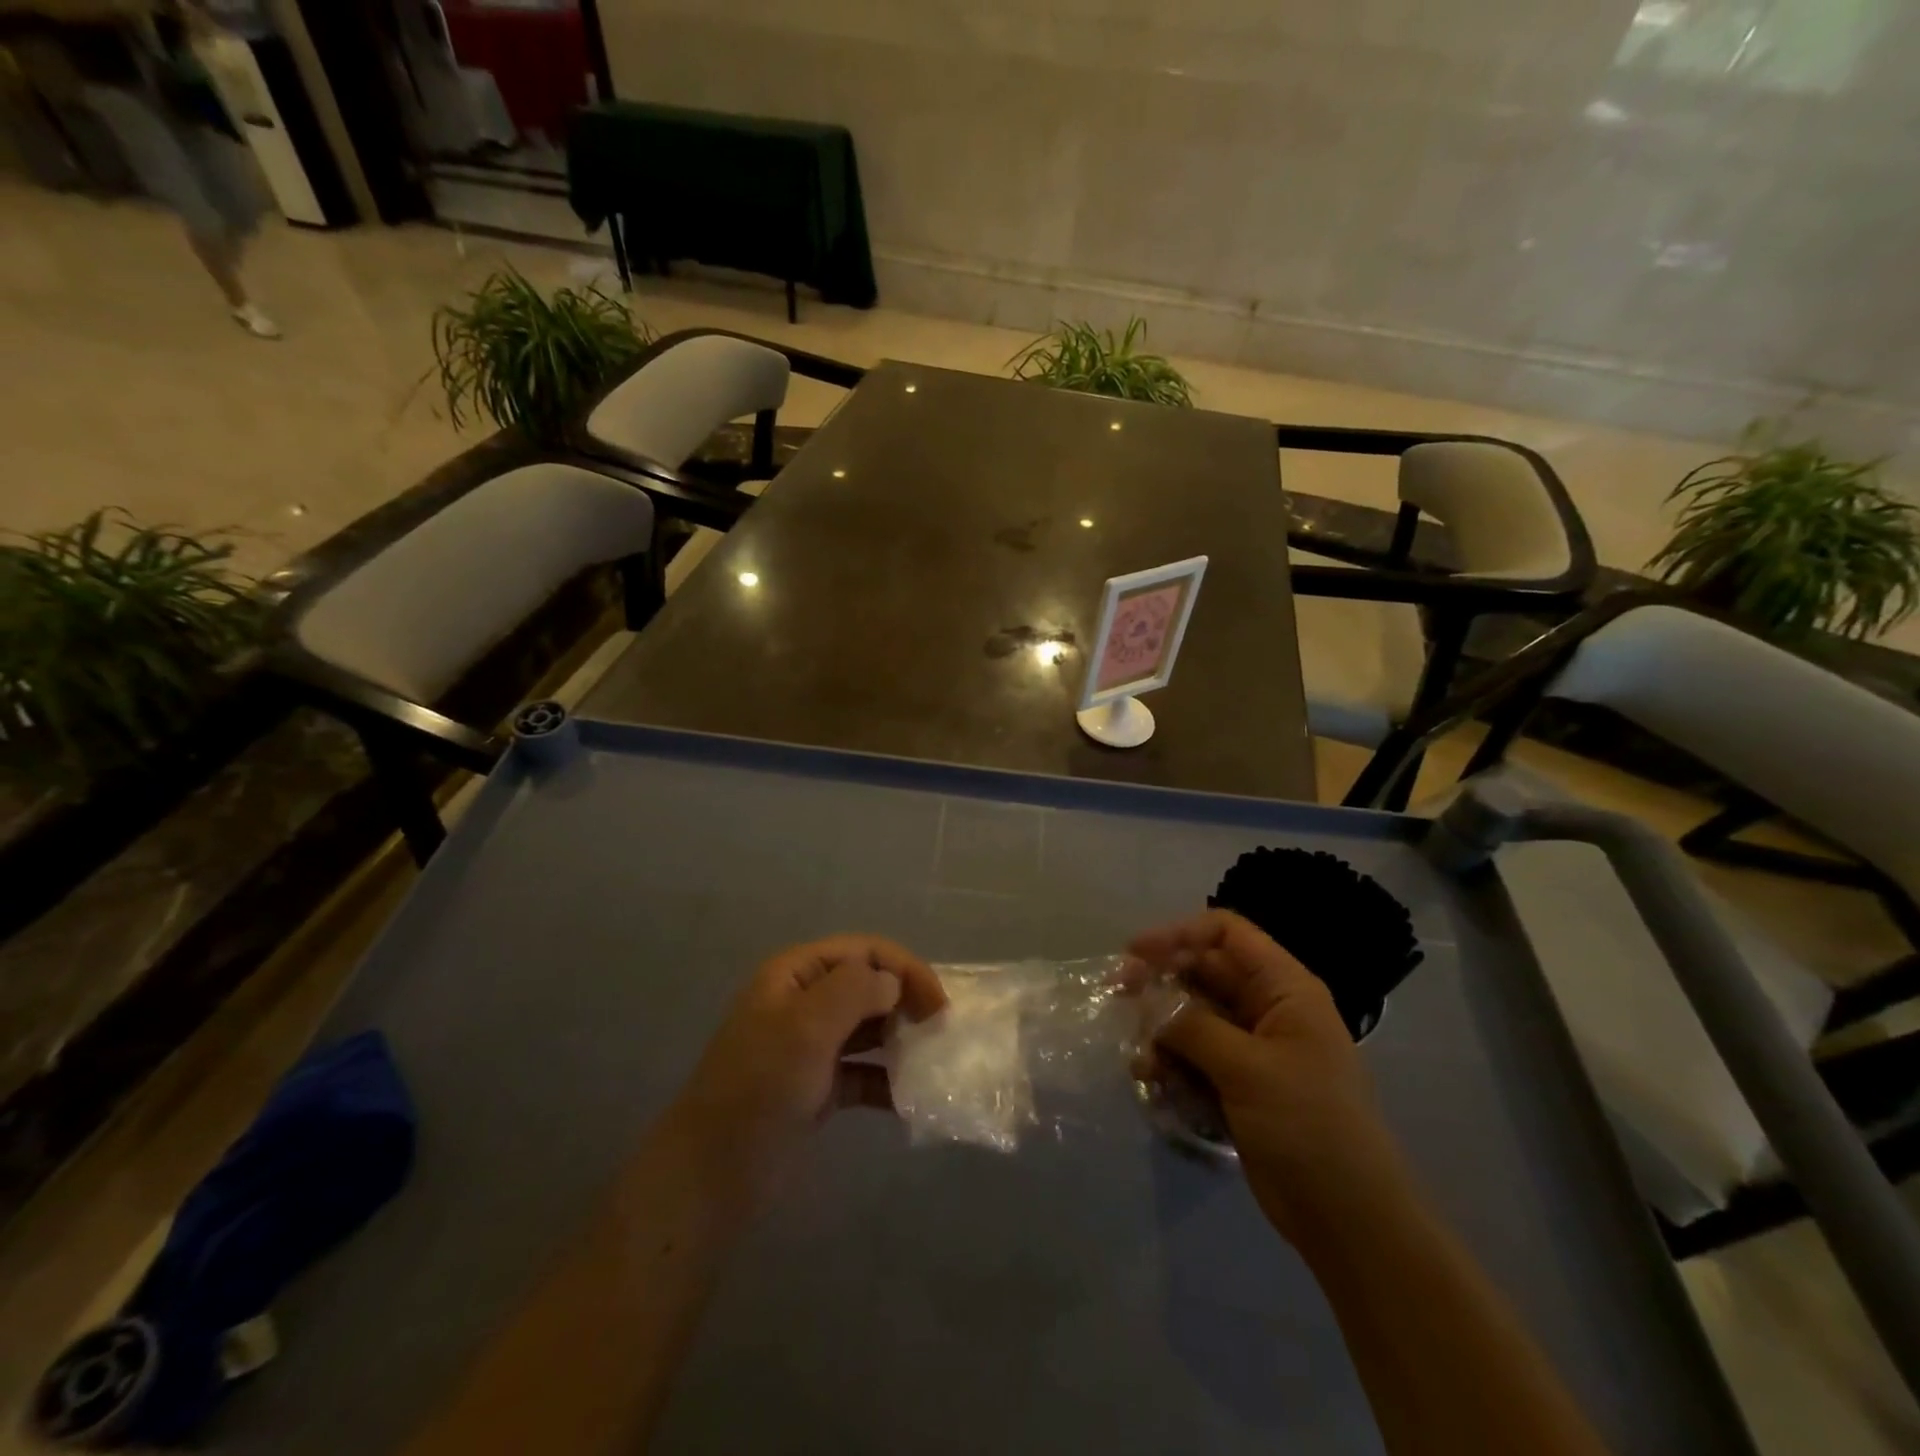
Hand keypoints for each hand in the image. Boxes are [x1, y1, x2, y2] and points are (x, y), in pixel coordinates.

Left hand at [659, 936, 946, 1208]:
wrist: (711, 1174)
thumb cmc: (759, 1088)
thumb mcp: (806, 1027)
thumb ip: (855, 991)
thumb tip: (893, 983)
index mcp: (795, 974)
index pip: (863, 951)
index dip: (904, 968)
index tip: (938, 1004)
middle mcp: (804, 1001)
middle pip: (868, 985)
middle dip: (906, 1001)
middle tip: (940, 1032)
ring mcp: (810, 1046)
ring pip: (868, 1029)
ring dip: (900, 1040)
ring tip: (933, 1063)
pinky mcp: (816, 1087)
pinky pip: (862, 1072)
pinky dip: (887, 1081)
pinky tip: (910, 1101)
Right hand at [1130, 911, 1406, 1243]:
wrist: (1347, 1219)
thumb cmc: (1308, 1126)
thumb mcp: (1249, 1068)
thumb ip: (1192, 1026)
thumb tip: (1148, 1005)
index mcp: (1284, 988)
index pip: (1226, 933)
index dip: (1178, 935)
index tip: (1135, 955)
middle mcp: (1266, 1008)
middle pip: (1202, 972)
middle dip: (1160, 985)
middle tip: (1118, 1000)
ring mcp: (1251, 1047)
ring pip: (1191, 1016)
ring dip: (1160, 1031)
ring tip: (1143, 1063)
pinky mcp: (1237, 1083)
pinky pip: (1193, 1055)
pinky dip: (1170, 1063)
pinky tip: (1153, 1083)